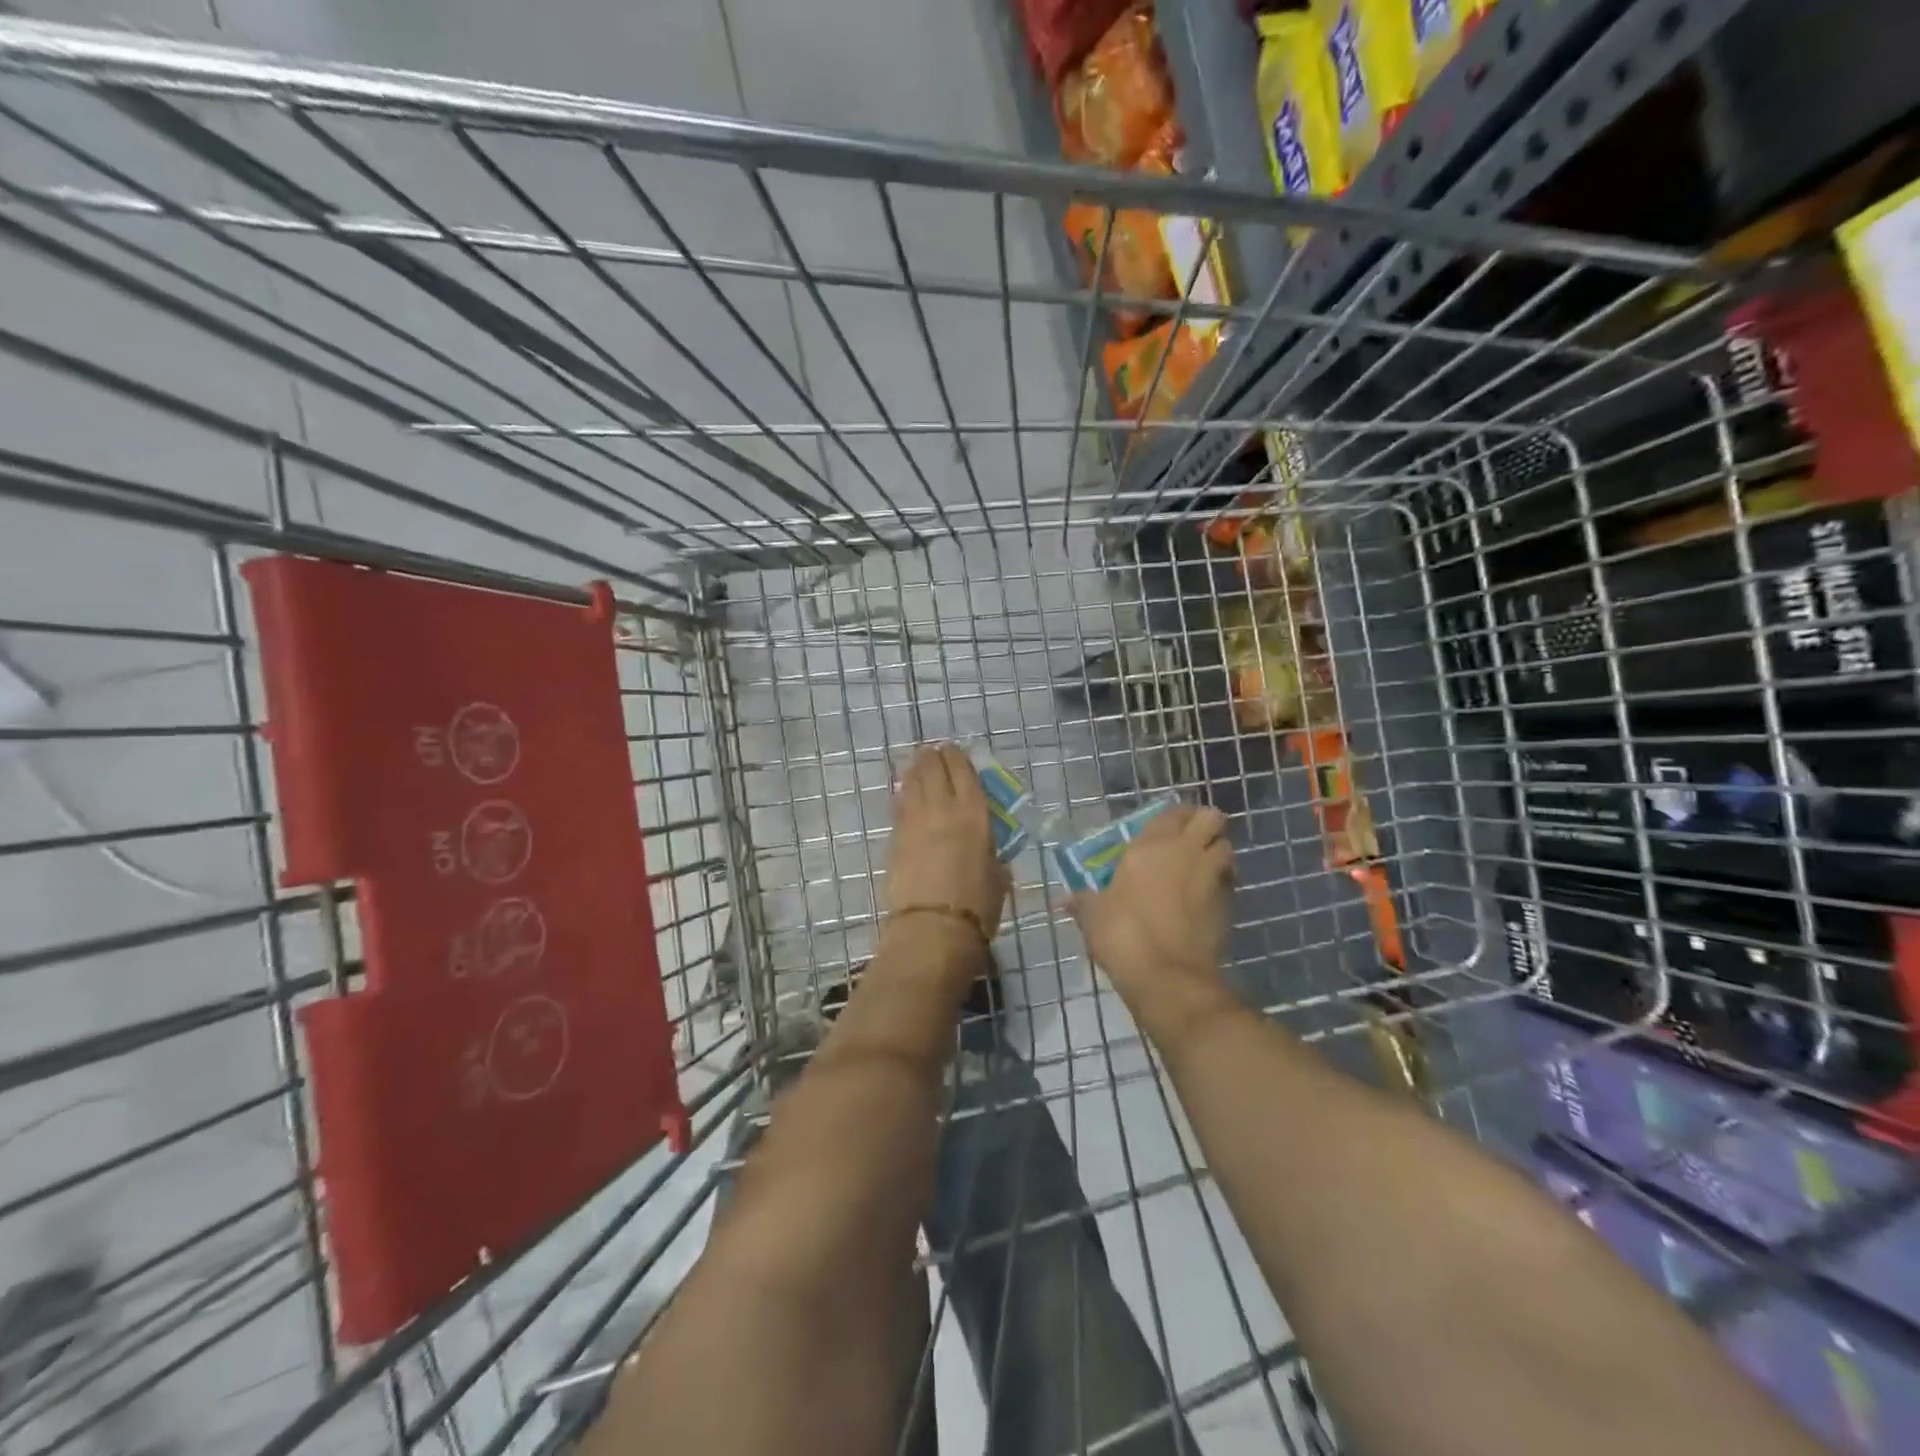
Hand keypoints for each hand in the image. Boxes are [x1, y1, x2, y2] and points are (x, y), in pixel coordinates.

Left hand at [885, 744, 1011, 940]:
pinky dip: (903, 794)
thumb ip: (991, 851)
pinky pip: (899, 805)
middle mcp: (942, 808)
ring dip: (915, 770)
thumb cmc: (978, 906)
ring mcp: (914, 822)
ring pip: (912, 782)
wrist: (934, 928)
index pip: (963, 771)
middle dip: (933, 757)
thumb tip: (985, 846)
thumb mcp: (998, 873)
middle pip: (933, 768)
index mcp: (974, 813)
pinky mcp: (895, 838)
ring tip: (917, 765)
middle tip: (933, 754)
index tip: (954, 751)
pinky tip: (905, 792)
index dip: (957, 756)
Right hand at [1068, 805, 1234, 1024]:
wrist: (1168, 976)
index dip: (1173, 818)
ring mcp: (1212, 875)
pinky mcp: (1229, 903)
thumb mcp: (1093, 916)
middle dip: (1204, 826)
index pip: (1172, 813)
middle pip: (1211, 818)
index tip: (1163, 832)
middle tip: (1188, 843)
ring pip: (1227, 846)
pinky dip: (1222, 882)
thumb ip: (1083, 902)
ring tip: (1199, 869)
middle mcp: (1186, 851)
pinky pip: (1229, 880)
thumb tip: (1063, 902)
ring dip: (1216, 852)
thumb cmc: (1124, 935)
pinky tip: (1204, 898)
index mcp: (1151, 845)